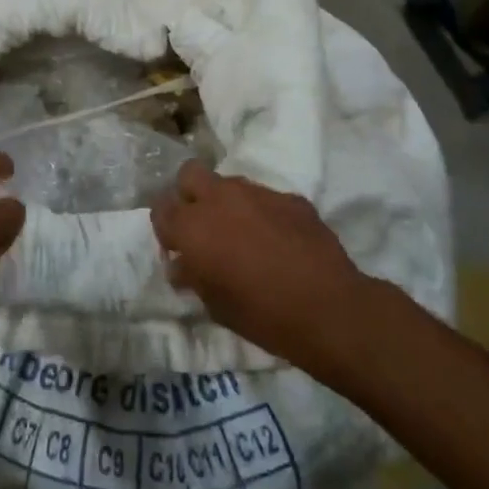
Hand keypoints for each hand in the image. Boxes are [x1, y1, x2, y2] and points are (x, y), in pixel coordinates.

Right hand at [150, 161, 372, 367]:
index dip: (166, 228)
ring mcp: (257, 193)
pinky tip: (277, 241)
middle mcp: (219, 199)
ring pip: (229, 183)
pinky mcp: (290, 198)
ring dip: (227, 203)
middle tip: (202, 227)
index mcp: (193, 226)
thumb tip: (182, 265)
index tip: (177, 249)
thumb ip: (193, 276)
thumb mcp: (214, 304)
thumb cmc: (261, 314)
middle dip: (190, 196)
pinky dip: (263, 214)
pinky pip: (265, 199)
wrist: (328, 308)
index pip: (160, 209)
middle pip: (189, 175)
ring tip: (242, 235)